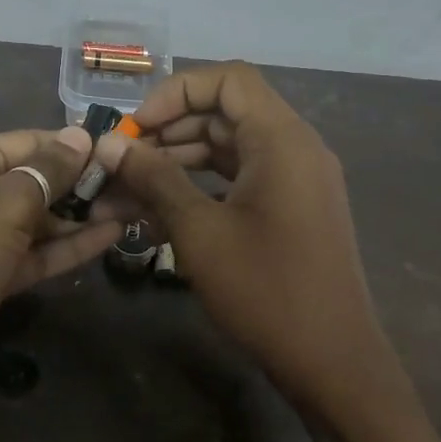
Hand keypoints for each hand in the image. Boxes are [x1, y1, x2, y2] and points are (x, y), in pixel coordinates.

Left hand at [0, 126, 119, 422]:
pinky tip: (110, 237)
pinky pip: (32, 254)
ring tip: (137, 209)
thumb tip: (82, 136)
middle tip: (142, 186)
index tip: (127, 152)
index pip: (31, 141)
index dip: (77, 147)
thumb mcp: (1, 205)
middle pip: (36, 179)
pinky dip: (67, 246)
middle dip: (85, 183)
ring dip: (83, 216)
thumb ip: (47, 171)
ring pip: (38, 220)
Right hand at [93, 63, 410, 418]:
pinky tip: (161, 211)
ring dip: (179, 161)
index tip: (136, 129)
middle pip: (226, 113)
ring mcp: (296, 180)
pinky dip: (202, 186)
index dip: (175, 92)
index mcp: (282, 139)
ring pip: (230, 148)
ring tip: (129, 189)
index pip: (228, 79)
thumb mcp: (199, 231)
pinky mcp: (291, 210)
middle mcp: (295, 148)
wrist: (332, 362)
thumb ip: (154, 178)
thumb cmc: (265, 290)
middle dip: (169, 131)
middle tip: (123, 163)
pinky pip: (241, 179)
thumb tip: (108, 145)